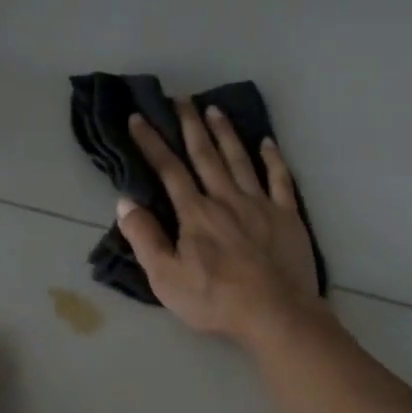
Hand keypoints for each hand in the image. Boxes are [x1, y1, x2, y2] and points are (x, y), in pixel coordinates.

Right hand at [118, 99, 326, 343]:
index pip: (169, 170)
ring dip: (226, 133)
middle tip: (181, 98)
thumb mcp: (166, 277)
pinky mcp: (287, 215)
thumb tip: (124, 202)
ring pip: (240, 159)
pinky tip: (267, 142)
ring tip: (214, 109)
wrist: (275, 314)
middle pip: (205, 155)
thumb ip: (145, 238)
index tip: (139, 118)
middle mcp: (226, 198)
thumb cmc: (216, 300)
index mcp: (196, 213)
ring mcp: (260, 204)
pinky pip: (280, 179)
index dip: (152, 142)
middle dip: (190, 125)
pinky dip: (273, 158)